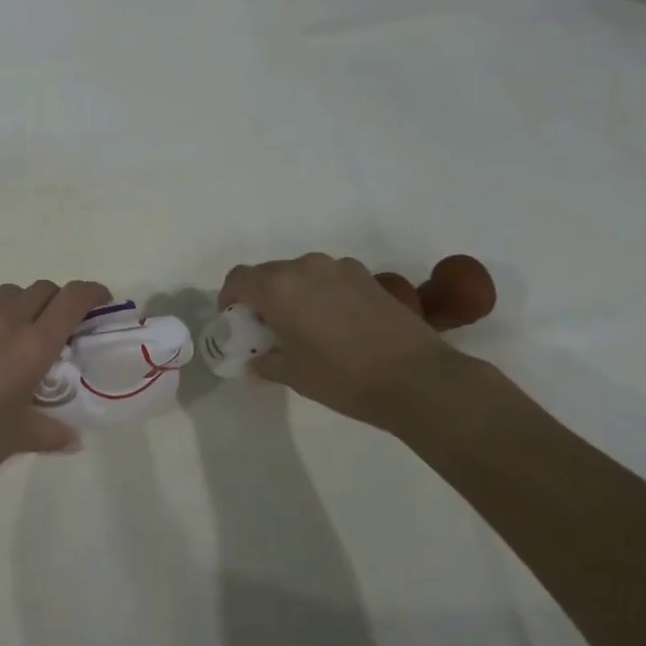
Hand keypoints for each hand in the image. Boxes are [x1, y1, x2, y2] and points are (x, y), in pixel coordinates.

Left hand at [0, 279, 111, 504]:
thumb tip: (73, 439)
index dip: (92, 293)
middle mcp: (4, 320)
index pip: (73, 298)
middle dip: (55, 302)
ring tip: (10, 337)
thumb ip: (53, 432)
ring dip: (18, 308)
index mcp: (33, 345)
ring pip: (4, 295)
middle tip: (53, 328)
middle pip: (41, 289)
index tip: (99, 301)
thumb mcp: (21, 438)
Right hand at [219, 254, 476, 429]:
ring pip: (300, 274)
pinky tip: (335, 325)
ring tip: (303, 328)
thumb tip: (254, 363)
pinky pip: (329, 279)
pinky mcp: (367, 277)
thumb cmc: (342, 377)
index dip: (229, 298)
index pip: (238, 279)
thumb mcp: (294, 375)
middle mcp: (306, 267)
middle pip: (269, 274)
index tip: (235, 321)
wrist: (416, 377)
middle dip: (261, 298)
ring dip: (292, 294)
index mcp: (279, 287)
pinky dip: (320, 294)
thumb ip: (266, 363)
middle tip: (267, 330)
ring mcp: (340, 268)